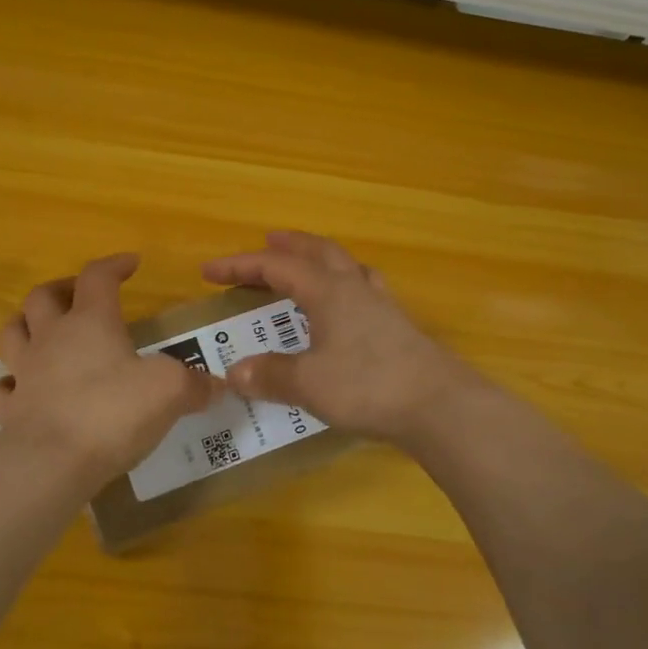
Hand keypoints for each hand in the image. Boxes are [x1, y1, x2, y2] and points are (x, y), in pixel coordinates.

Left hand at [0, 253, 221, 483]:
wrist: (55, 461)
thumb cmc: (114, 412)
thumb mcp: (170, 391)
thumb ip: (195, 385)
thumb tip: (215, 386)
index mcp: (91, 322)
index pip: (97, 276)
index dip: (114, 265)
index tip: (131, 263)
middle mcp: (51, 338)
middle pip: (43, 296)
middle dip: (61, 289)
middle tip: (78, 296)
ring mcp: (25, 373)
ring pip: (11, 333)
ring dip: (24, 325)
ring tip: (41, 332)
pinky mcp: (9, 411)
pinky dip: (7, 387)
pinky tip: (20, 392)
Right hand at [201, 231, 482, 445]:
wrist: (439, 405)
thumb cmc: (367, 386)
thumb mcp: (308, 383)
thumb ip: (269, 375)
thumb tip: (234, 372)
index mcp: (328, 292)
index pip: (276, 267)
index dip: (239, 265)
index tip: (208, 271)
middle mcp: (354, 288)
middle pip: (318, 252)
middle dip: (288, 245)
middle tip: (267, 242)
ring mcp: (381, 305)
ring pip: (346, 265)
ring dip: (320, 259)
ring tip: (307, 266)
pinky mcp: (398, 326)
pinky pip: (364, 289)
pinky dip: (345, 284)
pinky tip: (348, 304)